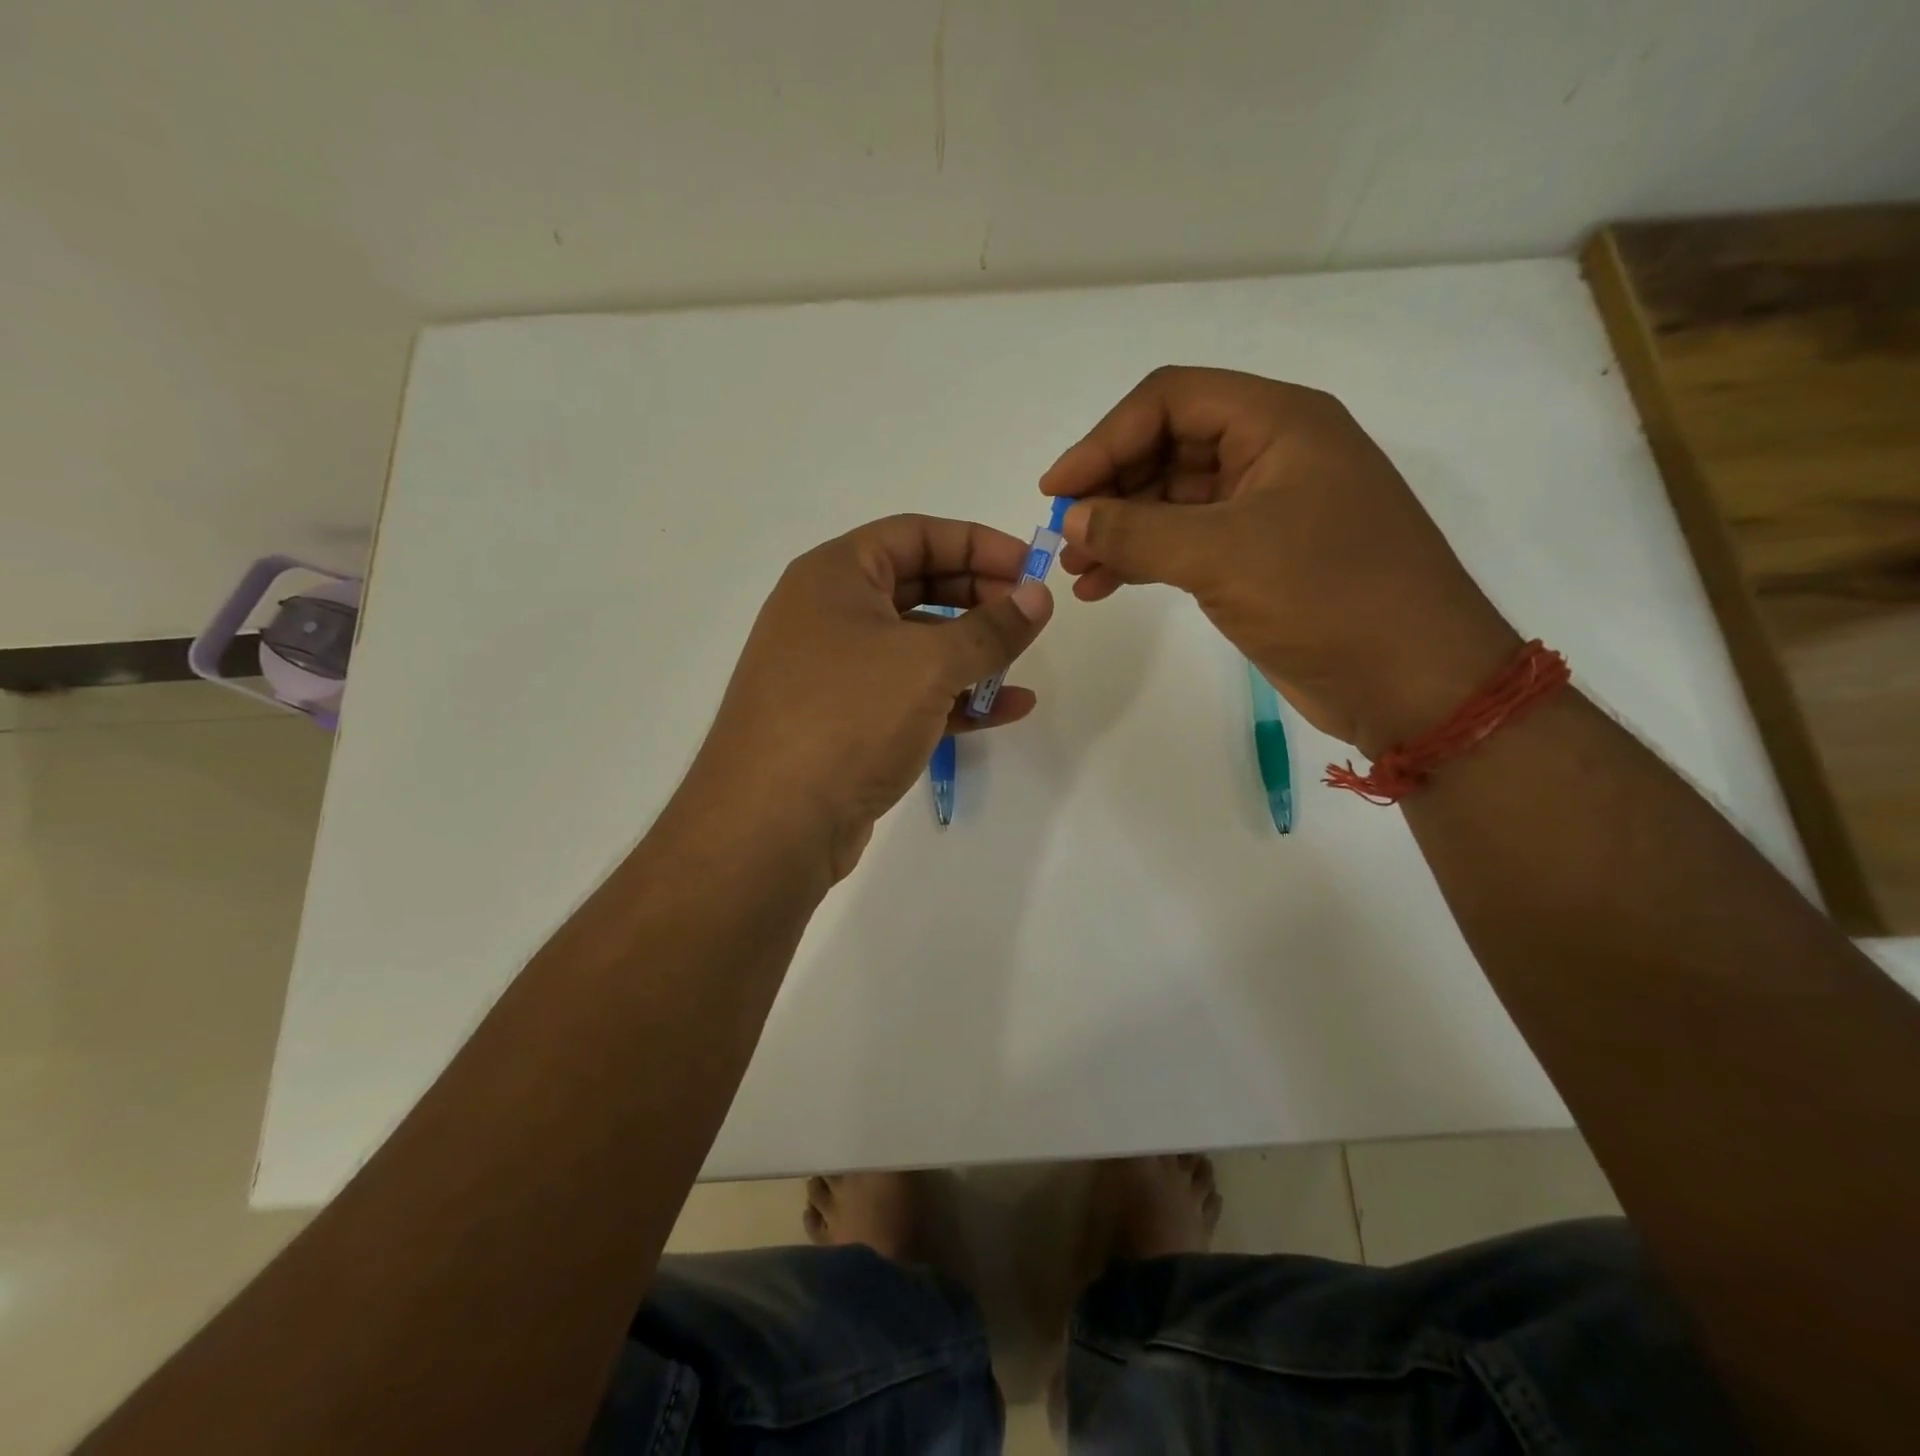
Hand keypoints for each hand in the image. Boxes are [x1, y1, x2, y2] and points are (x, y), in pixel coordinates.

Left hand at [682, 514, 1051, 880]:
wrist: (772, 824)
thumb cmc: (847, 717)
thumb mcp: (928, 663)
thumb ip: (991, 628)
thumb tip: (1038, 598)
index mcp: (835, 576)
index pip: (916, 534)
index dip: (978, 543)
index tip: (1030, 567)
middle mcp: (830, 615)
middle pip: (919, 587)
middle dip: (979, 599)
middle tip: (1030, 617)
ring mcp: (836, 673)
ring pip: (917, 647)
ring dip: (973, 653)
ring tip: (1021, 665)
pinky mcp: (848, 724)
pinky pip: (912, 696)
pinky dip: (956, 698)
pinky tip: (1007, 709)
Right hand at [1043, 366, 1518, 753]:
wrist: (1413, 682)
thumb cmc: (1329, 597)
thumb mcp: (1223, 556)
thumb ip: (1137, 532)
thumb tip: (1072, 520)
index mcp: (1279, 423)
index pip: (1171, 400)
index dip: (1105, 439)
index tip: (1057, 490)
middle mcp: (1273, 453)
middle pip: (1168, 446)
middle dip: (1110, 489)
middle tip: (1064, 536)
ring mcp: (1267, 508)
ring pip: (1172, 499)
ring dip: (1120, 529)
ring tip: (1077, 570)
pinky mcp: (1260, 557)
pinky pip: (1187, 542)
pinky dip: (1144, 559)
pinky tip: (1105, 587)